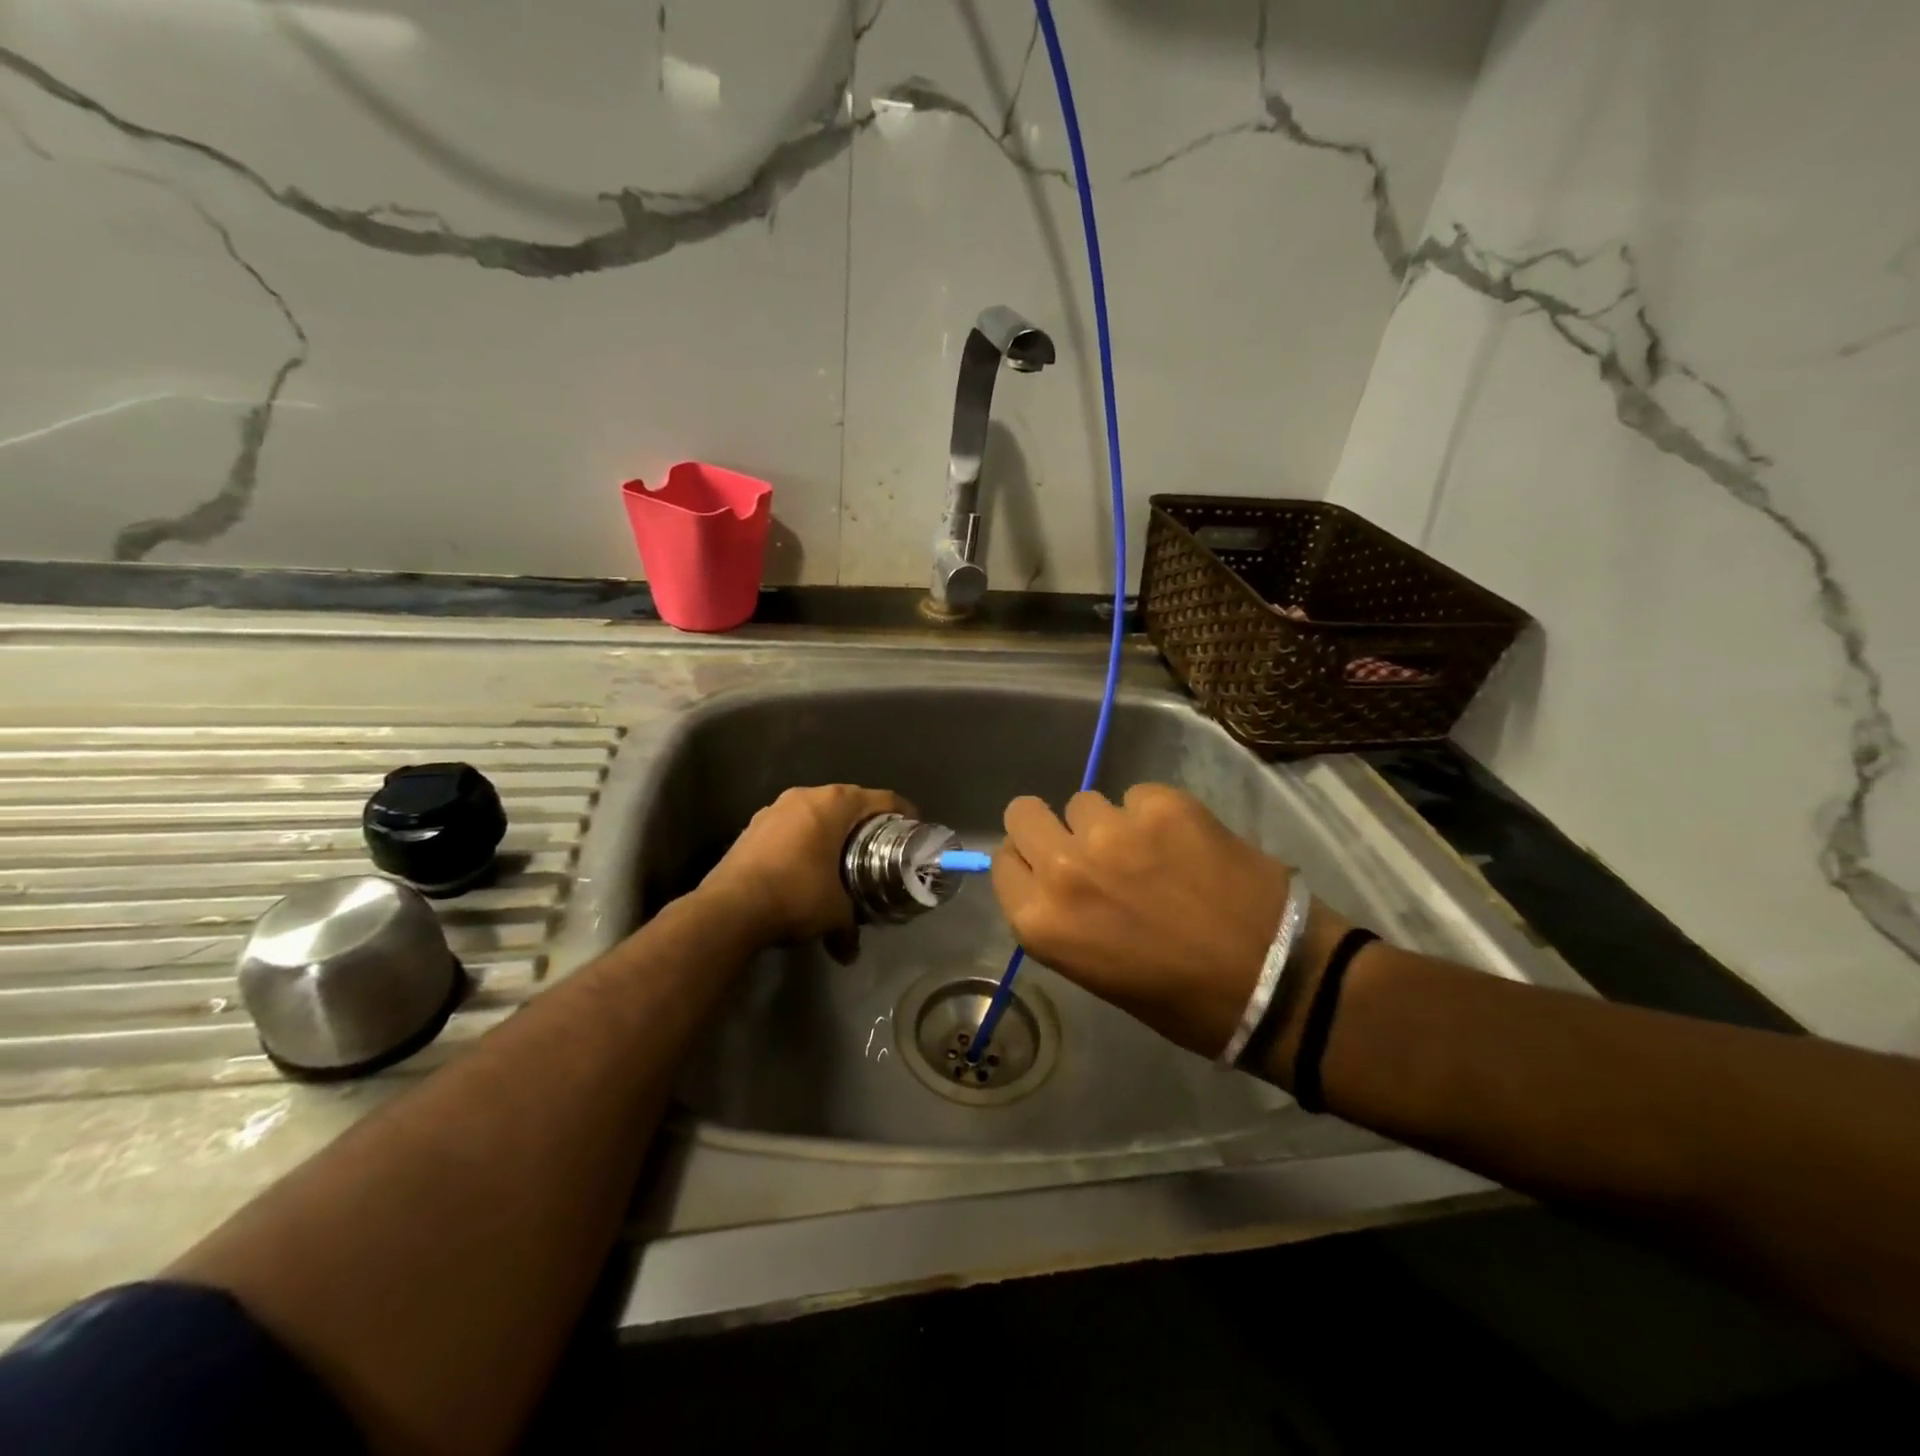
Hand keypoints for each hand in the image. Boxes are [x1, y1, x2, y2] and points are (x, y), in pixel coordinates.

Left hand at [700, 784, 912, 954]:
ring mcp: (774, 809)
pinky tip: (806, 866)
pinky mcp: (752, 826)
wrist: (729, 909)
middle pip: (848, 802)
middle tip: (881, 846)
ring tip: (842, 857)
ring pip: (815, 812)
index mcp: (834, 803)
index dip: (904, 813)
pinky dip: (804, 840)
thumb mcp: (835, 913)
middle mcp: (805, 796)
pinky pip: (791, 826)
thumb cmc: (796, 896)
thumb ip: (850, 927)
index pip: (882, 799)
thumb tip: (850, 952)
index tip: (914, 830)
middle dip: (866, 823)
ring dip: (831, 831)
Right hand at [991, 784, 1302, 1056]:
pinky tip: (1185, 844)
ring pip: (1086, 802)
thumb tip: (1049, 875)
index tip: (1052, 870)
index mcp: (1041, 921)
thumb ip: (1058, 916)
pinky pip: (1137, 795)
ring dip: (1108, 825)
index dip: (1027, 863)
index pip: (1003, 860)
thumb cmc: (1179, 999)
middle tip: (1088, 849)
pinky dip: (1154, 815)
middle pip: (1025, 812)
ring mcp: (1113, 831)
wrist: (1275, 981)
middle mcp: (1064, 869)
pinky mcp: (1162, 805)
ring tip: (1149, 853)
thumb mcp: (1092, 971)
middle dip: (1050, 827)